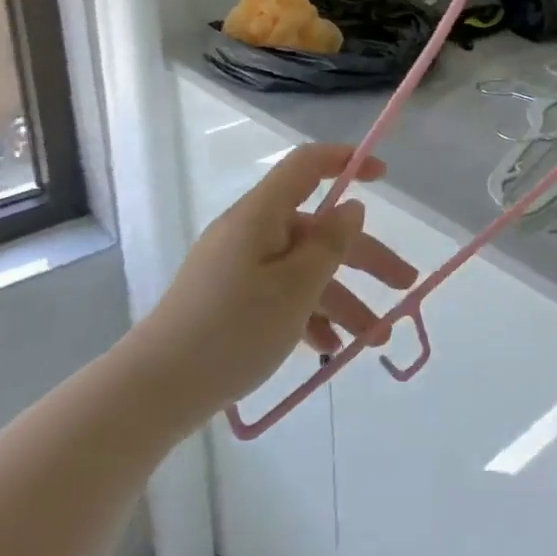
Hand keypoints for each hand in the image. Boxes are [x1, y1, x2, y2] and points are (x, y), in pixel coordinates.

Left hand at [123, 144, 417, 428]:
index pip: (307, 166)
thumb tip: (351, 208)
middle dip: (366, 258)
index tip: (384, 176)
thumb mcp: (295, 288)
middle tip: (405, 285)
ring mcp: (239, 269)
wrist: (151, 393)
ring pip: (305, 271)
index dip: (346, 162)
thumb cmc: (231, 330)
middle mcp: (251, 233)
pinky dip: (310, 316)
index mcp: (261, 216)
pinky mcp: (230, 301)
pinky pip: (282, 295)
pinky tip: (330, 348)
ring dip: (344, 300)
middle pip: (319, 230)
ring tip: (376, 339)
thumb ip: (330, 245)